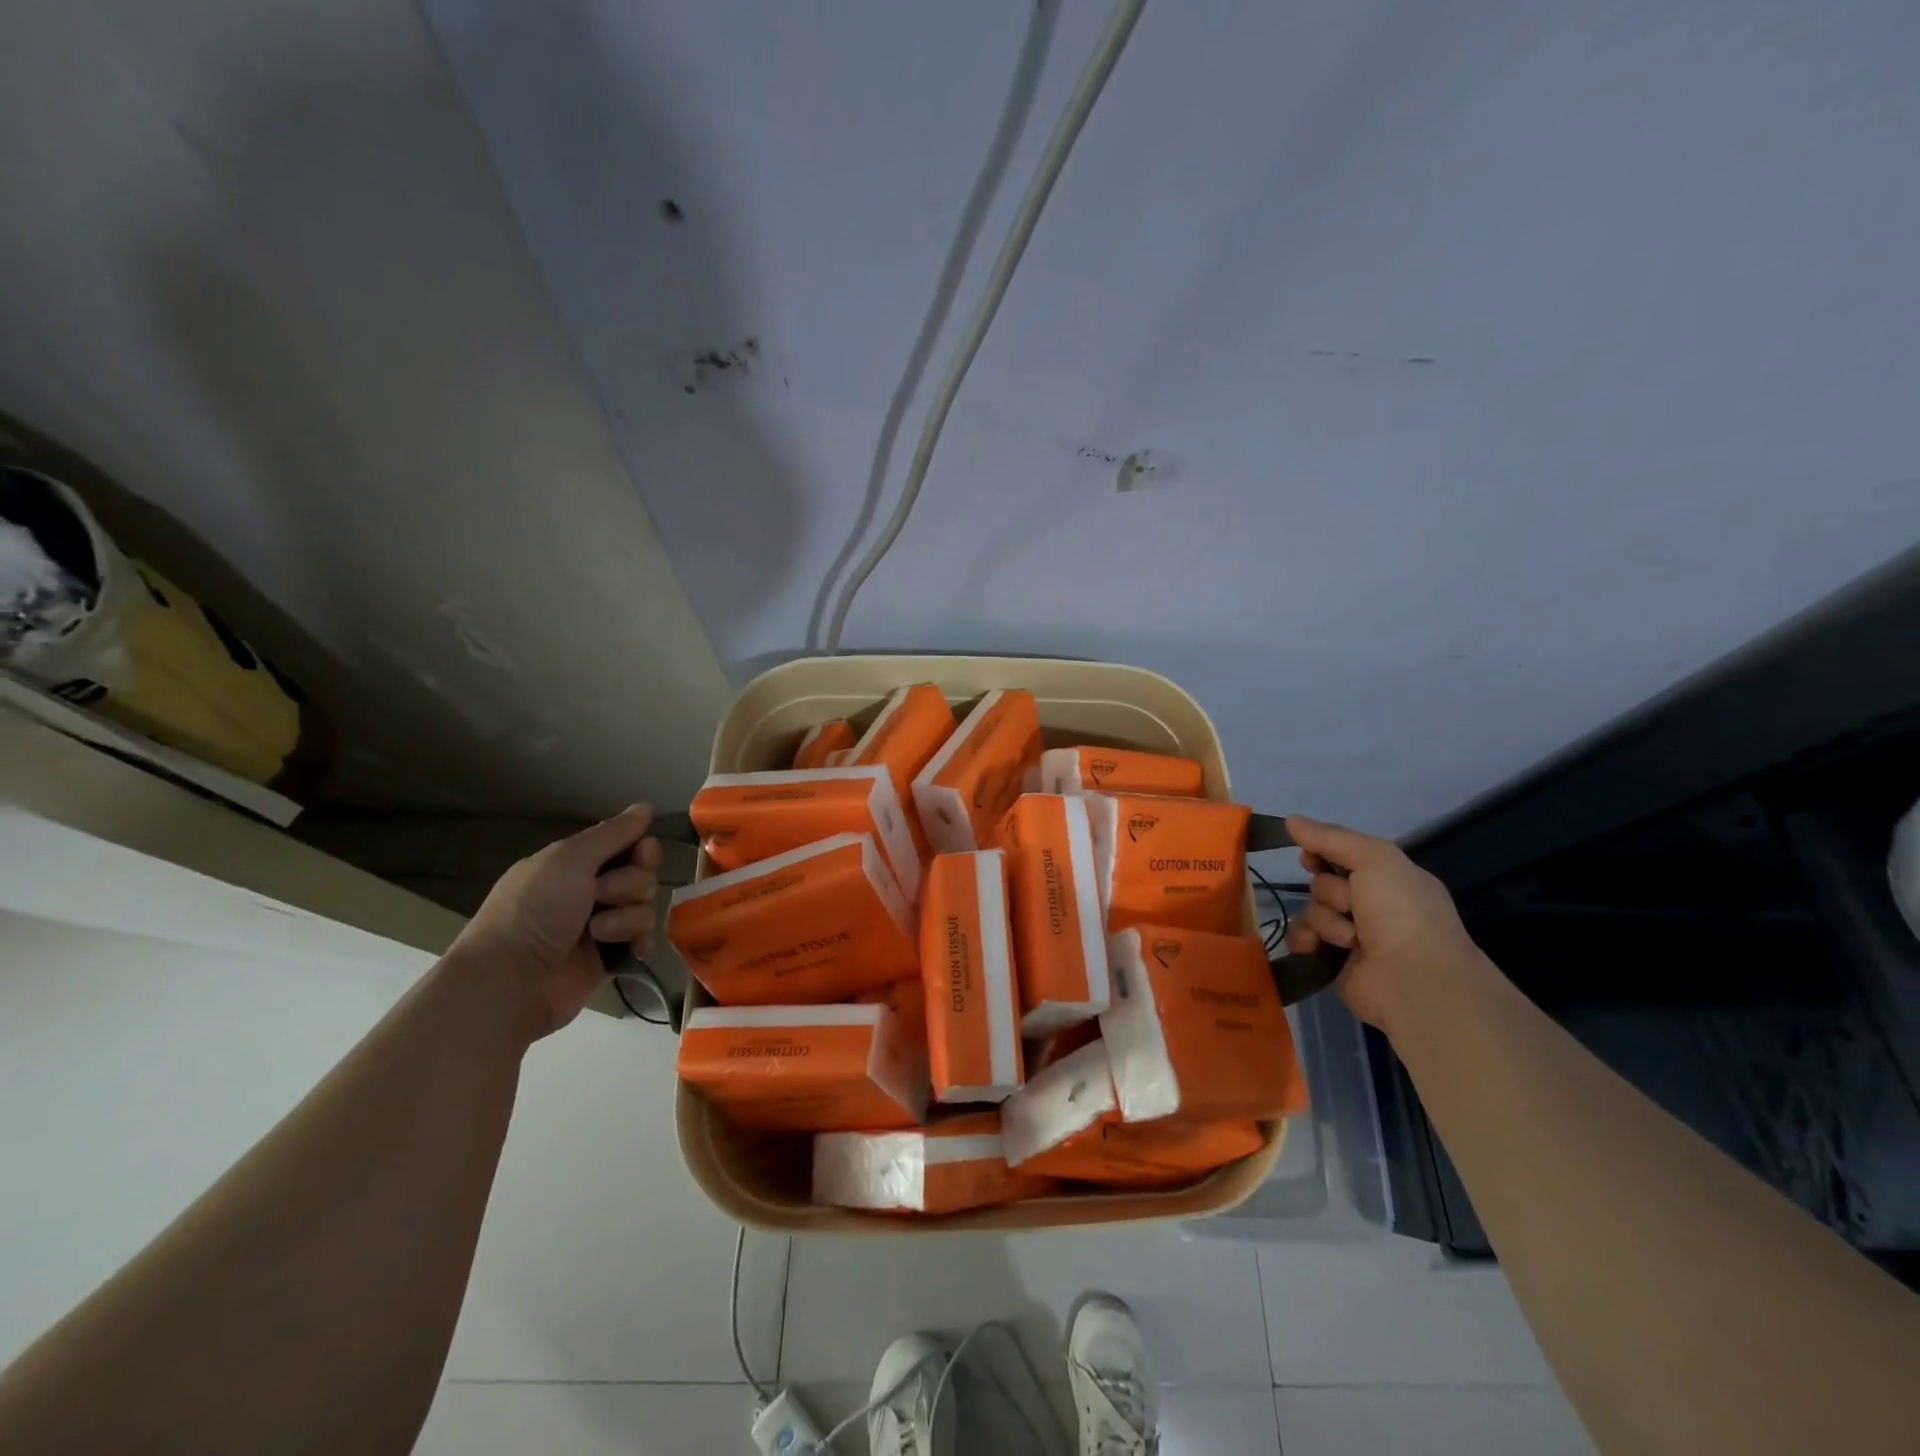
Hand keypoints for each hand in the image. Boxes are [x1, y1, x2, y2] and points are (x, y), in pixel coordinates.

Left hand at [448, 805, 663, 1037]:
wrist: (511, 979)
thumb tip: (645, 806)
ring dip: (626, 918)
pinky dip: (640, 943)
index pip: (629, 844)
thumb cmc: (535, 909)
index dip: (642, 848)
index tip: (641, 854)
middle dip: (630, 886)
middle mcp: (590, 890)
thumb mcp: (570, 859)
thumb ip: (612, 833)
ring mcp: (602, 925)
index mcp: (576, 863)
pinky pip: (644, 941)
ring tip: (597, 934)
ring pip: (645, 908)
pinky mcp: (609, 957)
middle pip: (642, 875)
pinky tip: (630, 951)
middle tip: (601, 897)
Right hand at [1283, 815, 1481, 1030]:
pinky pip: (1302, 938)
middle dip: (1330, 892)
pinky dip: (1306, 940)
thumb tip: (1290, 820)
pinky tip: (1317, 947)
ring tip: (1348, 938)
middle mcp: (1370, 904)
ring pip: (1311, 910)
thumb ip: (1331, 837)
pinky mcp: (1332, 960)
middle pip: (1322, 883)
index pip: (1341, 855)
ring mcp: (1351, 934)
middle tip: (1351, 906)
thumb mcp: (1375, 859)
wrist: (1414, 979)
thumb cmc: (1403, 912)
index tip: (1311, 858)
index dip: (1321, 853)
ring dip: (1325, 920)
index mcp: (1388, 878)